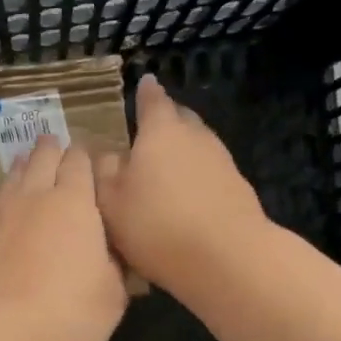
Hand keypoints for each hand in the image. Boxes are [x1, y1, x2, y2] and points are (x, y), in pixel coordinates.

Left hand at [0, 135, 128, 340]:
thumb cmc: (67, 317)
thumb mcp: (111, 297)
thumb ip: (111, 266)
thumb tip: (107, 254)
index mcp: (73, 203)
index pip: (80, 162)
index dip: (85, 158)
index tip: (89, 159)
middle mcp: (30, 198)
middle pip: (40, 159)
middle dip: (50, 150)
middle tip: (53, 146)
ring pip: (9, 180)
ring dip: (21, 171)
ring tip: (24, 166)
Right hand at [95, 73, 269, 291]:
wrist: (227, 257)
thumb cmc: (157, 224)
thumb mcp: (111, 201)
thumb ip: (104, 171)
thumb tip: (105, 153)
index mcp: (160, 131)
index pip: (152, 100)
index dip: (145, 93)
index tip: (144, 83)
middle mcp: (195, 136)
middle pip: (180, 119)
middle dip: (166, 121)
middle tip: (147, 132)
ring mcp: (221, 161)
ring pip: (197, 145)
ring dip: (181, 152)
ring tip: (163, 169)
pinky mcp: (237, 189)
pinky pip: (209, 173)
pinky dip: (195, 178)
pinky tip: (185, 199)